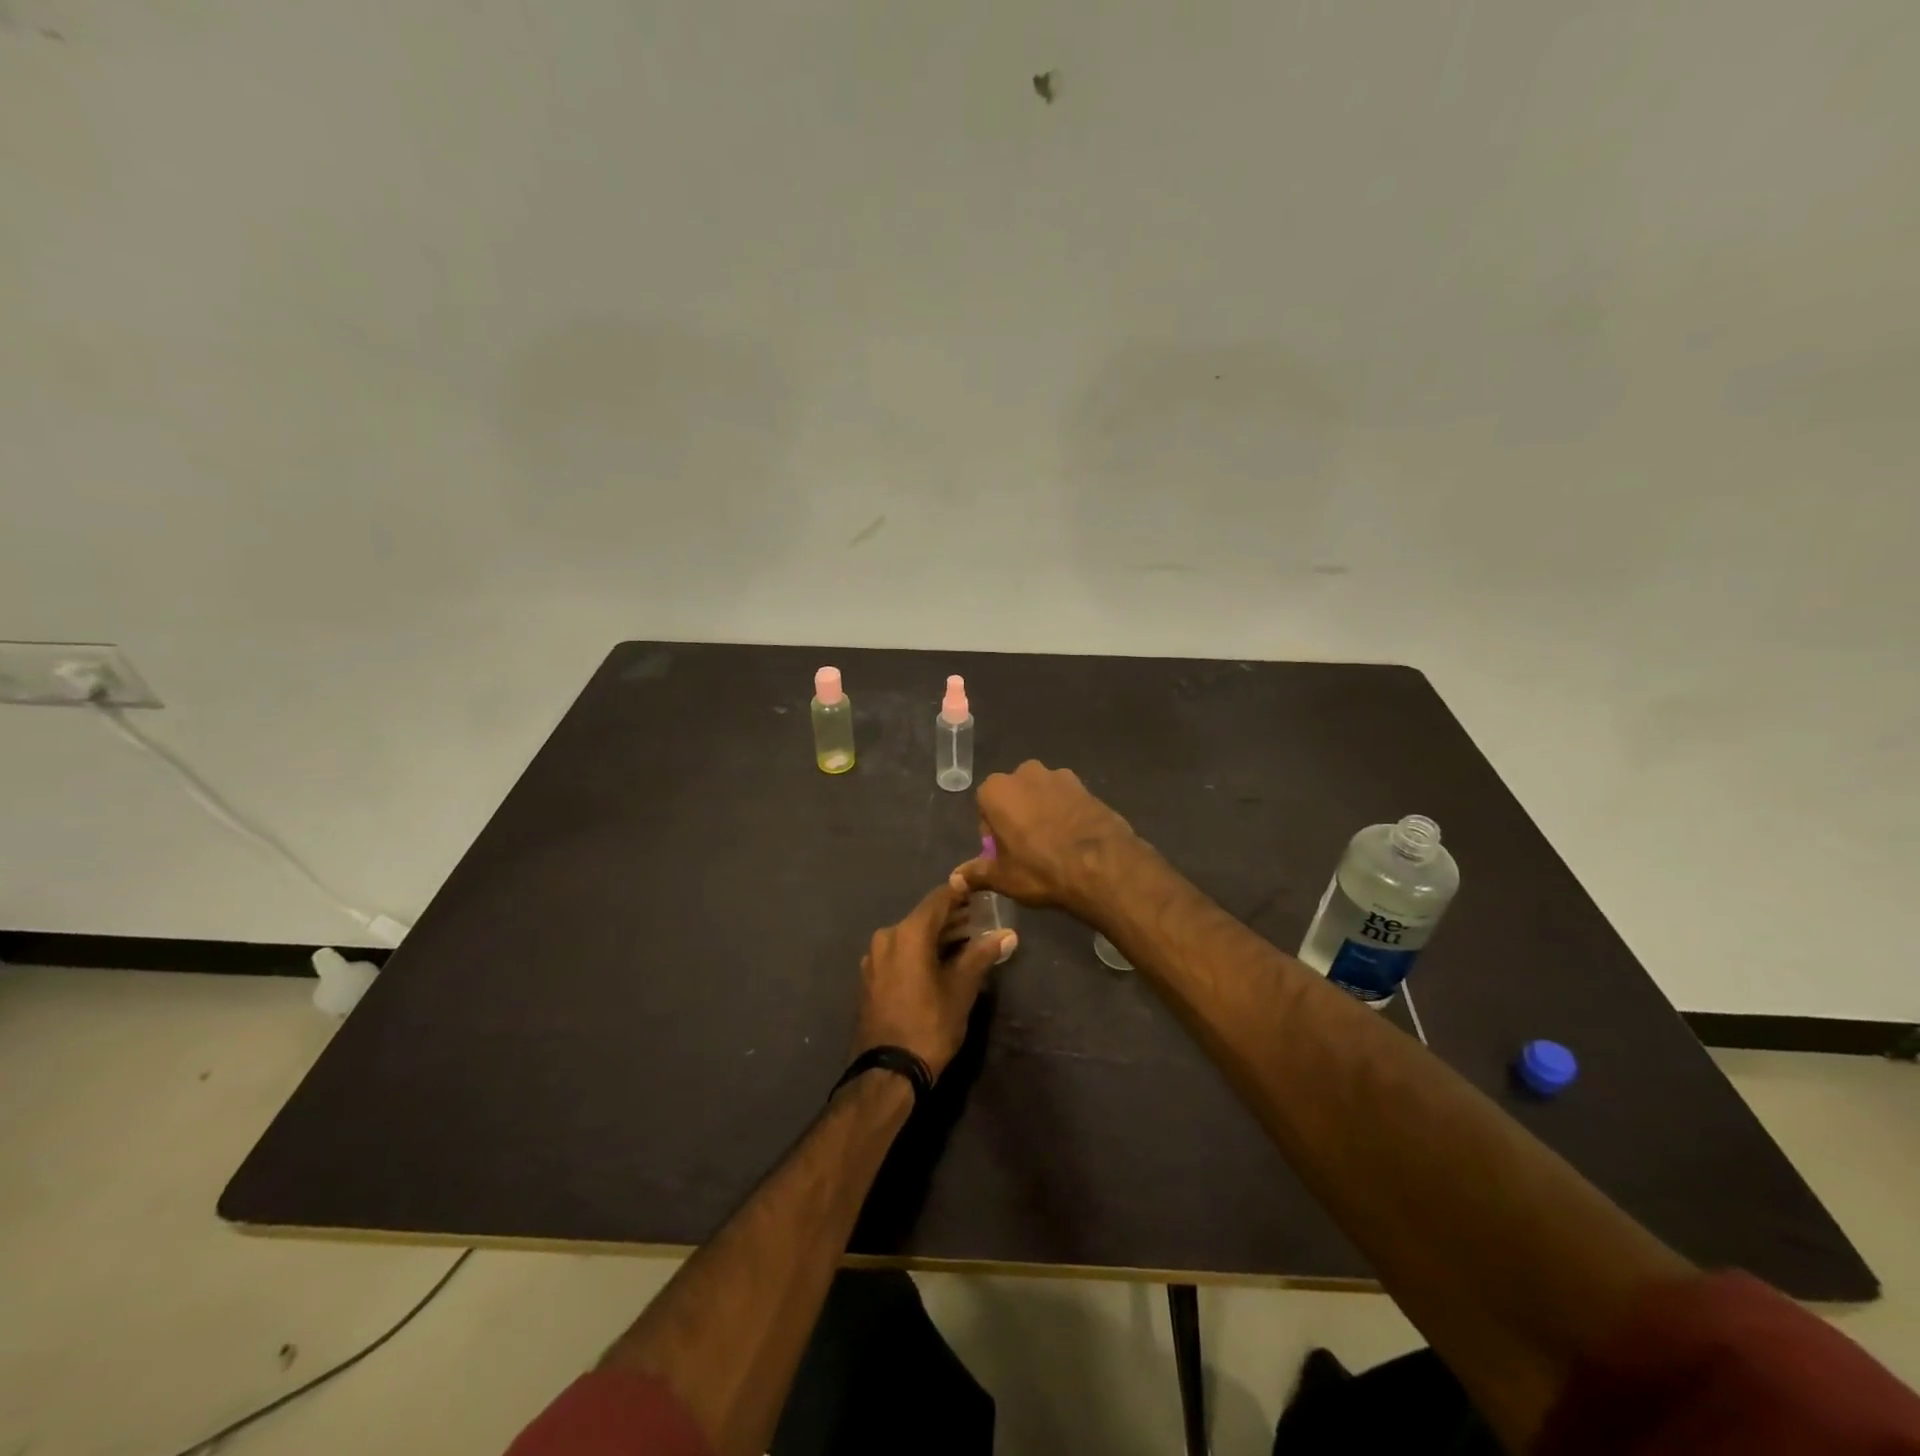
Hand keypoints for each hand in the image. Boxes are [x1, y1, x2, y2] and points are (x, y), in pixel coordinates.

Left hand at [852, 880, 1013, 1080]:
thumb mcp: (962, 989)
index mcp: (908, 933)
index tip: (982, 893)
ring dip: (937, 936)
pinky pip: (900, 953)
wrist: (887, 1072)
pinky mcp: (870, 977)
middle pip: (924, 918)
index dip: (961, 893)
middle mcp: (886, 937)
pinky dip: (920, 951)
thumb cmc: (929, 1025)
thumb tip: (1007, 933)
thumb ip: (982, 955)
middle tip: (981, 920)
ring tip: (967, 941)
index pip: (939, 899)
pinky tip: (941, 962)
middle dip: (953, 918)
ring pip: (911, 936)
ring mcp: (874, 958)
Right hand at [950, 760, 1139, 921]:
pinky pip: (1067, 799)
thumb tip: (955, 879)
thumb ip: (975, 873)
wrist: (1101, 865)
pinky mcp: (1086, 786)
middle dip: (1016, 816)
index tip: (1003, 853)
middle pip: (1013, 796)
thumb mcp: (1002, 877)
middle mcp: (1024, 773)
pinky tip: (1074, 840)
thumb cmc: (1040, 869)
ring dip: (1042, 812)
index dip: (992, 832)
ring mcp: (1058, 776)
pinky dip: (1066, 813)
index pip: (984, 807)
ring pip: (1041, 795)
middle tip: (1027, 850)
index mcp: (996, 790)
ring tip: (1054, 845)